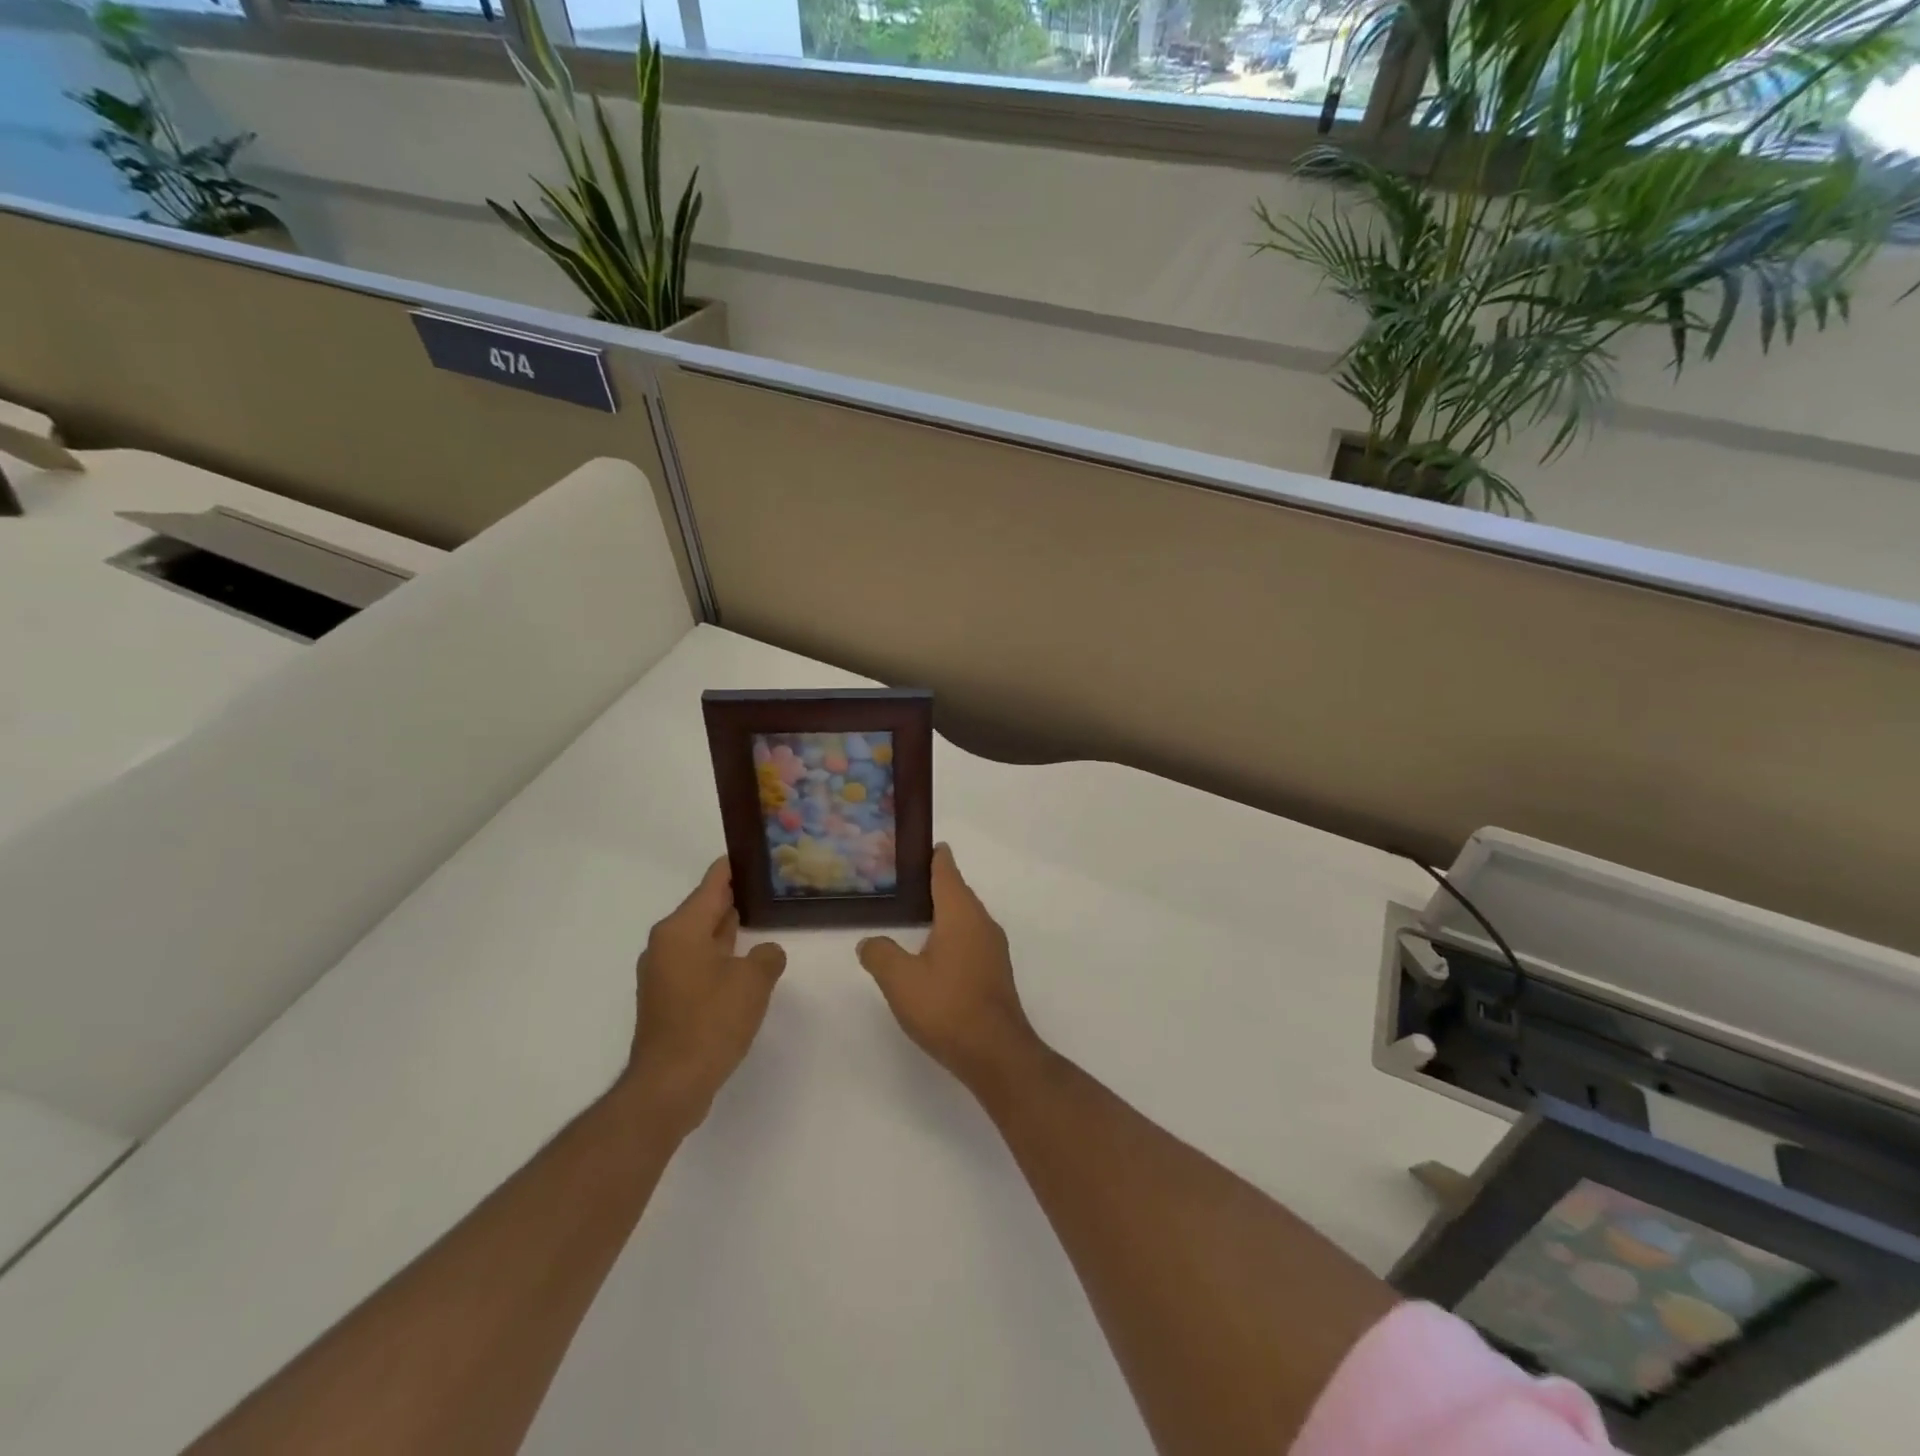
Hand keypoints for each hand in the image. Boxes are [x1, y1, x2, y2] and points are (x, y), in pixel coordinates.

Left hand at [623, 857, 787, 1135]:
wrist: (670, 1085)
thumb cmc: (711, 1022)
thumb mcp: (753, 981)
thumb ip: (767, 956)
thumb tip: (764, 953)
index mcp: (681, 929)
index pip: (713, 883)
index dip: (736, 866)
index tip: (757, 852)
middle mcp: (666, 943)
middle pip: (705, 908)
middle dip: (735, 897)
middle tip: (770, 887)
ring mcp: (664, 972)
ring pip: (702, 937)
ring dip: (728, 930)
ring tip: (762, 919)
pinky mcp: (667, 997)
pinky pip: (698, 962)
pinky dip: (720, 956)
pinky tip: (745, 964)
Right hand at [857, 844, 1045, 1092]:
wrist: (996, 1053)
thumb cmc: (947, 1007)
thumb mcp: (900, 980)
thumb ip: (880, 955)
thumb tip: (869, 943)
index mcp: (961, 914)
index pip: (947, 872)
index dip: (934, 856)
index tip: (923, 844)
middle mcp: (982, 923)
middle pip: (957, 892)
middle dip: (935, 883)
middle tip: (905, 881)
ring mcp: (993, 948)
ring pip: (965, 918)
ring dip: (943, 912)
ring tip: (914, 915)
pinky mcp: (995, 972)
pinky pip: (970, 939)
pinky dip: (951, 935)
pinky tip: (933, 952)